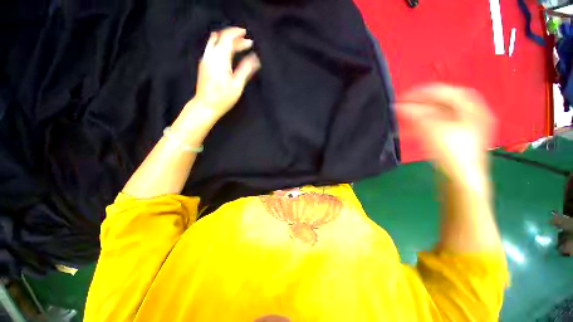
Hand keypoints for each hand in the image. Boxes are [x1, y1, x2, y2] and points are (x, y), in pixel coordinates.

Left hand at [193, 27, 260, 119]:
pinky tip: (229, 53)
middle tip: (247, 43)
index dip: (237, 34)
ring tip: (239, 46)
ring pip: (215, 42)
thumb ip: (246, 69)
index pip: (227, 37)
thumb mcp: (237, 85)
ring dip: (227, 41)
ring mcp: (205, 59)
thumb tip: (255, 59)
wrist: (206, 105)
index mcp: (220, 58)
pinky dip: (222, 46)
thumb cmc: (223, 97)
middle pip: (221, 38)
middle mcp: (210, 55)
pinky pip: (212, 48)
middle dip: (235, 38)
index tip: (247, 36)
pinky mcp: (204, 64)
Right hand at [396, 85, 495, 184]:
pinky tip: (412, 125)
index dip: (427, 91)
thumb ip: (416, 115)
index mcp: (474, 110)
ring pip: (439, 114)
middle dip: (422, 102)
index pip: (449, 92)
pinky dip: (423, 123)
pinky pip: (437, 124)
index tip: (408, 94)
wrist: (460, 181)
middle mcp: (471, 116)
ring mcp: (463, 128)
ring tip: (405, 113)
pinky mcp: (454, 138)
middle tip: (404, 103)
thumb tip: (399, 106)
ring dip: (420, 113)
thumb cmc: (453, 154)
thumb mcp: (435, 131)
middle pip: (444, 103)